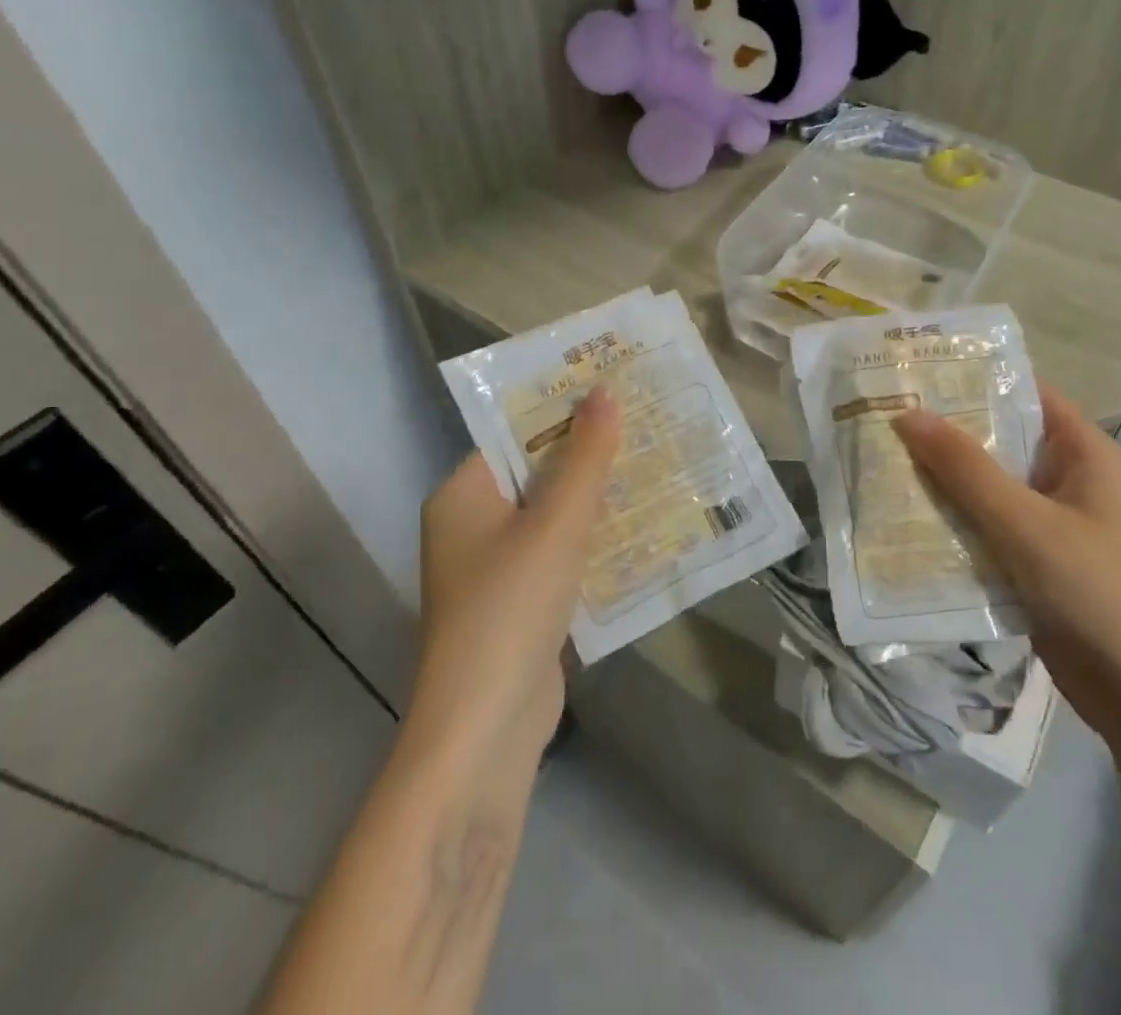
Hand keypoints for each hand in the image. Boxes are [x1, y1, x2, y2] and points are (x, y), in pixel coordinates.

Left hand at [408, 389, 620, 770]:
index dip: (564, 408)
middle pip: (539, 472)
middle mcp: (474, 524)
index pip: (515, 434)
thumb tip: (604, 391)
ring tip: (657, 461)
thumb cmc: (511, 609)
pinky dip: (596, 539)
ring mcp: (497, 567)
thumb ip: (585, 458)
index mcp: (464, 494)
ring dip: (599, 496)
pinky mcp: (523, 602)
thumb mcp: (555, 525)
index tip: (615, 386)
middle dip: (591, 452)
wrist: (484, 733)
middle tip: (648, 420)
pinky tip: (645, 524)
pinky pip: (563, 553)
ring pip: (555, 515)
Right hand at [893, 383, 1120, 737]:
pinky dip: (952, 526)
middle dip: (945, 436)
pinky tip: (903, 522)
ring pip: (987, 492)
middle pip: (999, 444)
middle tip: (882, 419)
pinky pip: (986, 533)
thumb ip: (966, 469)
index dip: (973, 381)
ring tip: (880, 464)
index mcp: (1084, 455)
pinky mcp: (1036, 568)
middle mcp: (1069, 483)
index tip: (915, 374)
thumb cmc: (1098, 593)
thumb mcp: (1026, 523)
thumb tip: (907, 413)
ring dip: (942, 484)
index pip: (1025, 396)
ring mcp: (1052, 528)